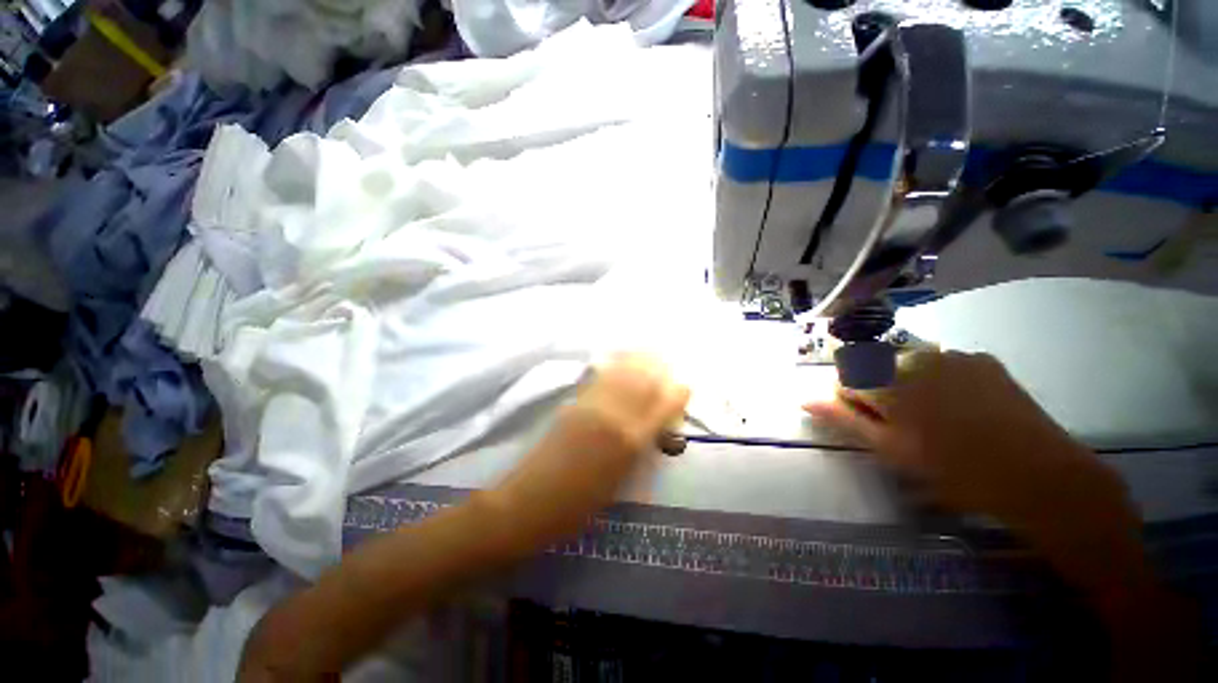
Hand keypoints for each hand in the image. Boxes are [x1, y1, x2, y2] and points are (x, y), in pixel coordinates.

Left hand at [493, 354, 689, 540]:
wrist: (532, 501)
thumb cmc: (581, 504)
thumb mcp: (622, 481)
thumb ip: (641, 450)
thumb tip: (655, 427)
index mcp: (631, 441)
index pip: (663, 407)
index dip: (677, 394)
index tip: (684, 387)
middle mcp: (615, 416)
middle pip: (643, 382)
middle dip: (659, 369)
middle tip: (667, 363)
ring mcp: (592, 406)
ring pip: (622, 374)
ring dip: (638, 360)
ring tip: (649, 352)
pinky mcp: (574, 403)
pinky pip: (601, 378)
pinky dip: (615, 365)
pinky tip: (620, 359)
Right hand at [804, 350, 1129, 531]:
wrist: (1041, 476)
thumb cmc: (955, 471)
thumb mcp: (890, 450)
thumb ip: (843, 418)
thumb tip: (803, 398)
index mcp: (885, 379)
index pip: (844, 379)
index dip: (852, 403)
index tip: (872, 426)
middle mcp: (913, 356)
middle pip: (874, 369)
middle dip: (879, 392)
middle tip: (905, 427)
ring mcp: (951, 354)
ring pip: (907, 365)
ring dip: (908, 386)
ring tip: (937, 420)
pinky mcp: (981, 359)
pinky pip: (942, 364)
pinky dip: (939, 380)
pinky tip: (963, 408)